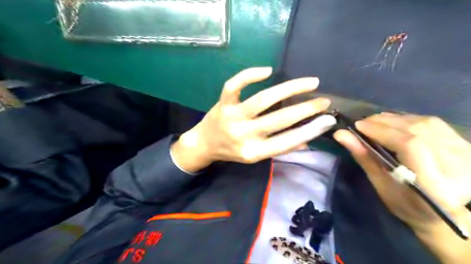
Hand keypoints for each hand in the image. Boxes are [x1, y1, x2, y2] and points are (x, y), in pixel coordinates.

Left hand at [171, 67, 335, 172]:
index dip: (310, 130)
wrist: (204, 144)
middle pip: (279, 119)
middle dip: (306, 109)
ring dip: (289, 89)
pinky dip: (250, 75)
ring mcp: (232, 117)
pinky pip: (235, 86)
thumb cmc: (232, 151)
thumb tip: (307, 139)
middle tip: (324, 100)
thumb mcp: (255, 155)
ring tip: (309, 82)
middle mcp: (244, 135)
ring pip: (263, 99)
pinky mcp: (223, 103)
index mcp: (254, 152)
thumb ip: (278, 147)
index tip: (328, 120)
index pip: (288, 141)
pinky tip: (267, 71)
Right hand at [335, 113, 470, 263]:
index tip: (358, 127)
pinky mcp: (466, 144)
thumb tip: (340, 134)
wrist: (447, 214)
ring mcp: (466, 153)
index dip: (381, 131)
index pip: (410, 145)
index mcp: (434, 185)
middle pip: (417, 130)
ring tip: (375, 123)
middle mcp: (458, 166)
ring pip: (425, 122)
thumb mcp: (380, 184)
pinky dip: (408, 119)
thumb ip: (363, 156)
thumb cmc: (407, 205)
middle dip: (384, 123)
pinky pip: (433, 123)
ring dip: (394, 119)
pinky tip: (394, 124)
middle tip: (362, 124)